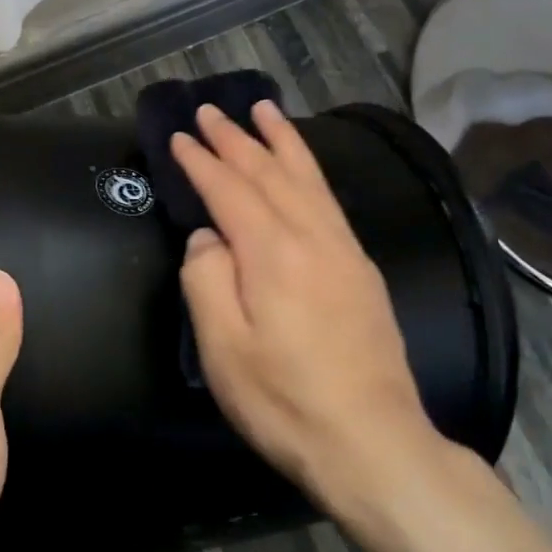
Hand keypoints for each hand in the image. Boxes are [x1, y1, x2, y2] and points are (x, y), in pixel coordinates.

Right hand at [169, 100, 445, 506]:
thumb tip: (207, 238)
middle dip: (236, 138)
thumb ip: (206, 280)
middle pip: (268, 173)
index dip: (201, 161)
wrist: (373, 442)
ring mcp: (343, 249)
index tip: (179, 136)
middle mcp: (311, 237)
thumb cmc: (285, 401)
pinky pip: (329, 199)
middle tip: (211, 110)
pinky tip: (303, 166)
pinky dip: (310, 169)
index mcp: (272, 253)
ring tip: (264, 108)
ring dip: (281, 140)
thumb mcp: (224, 349)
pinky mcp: (361, 267)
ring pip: (307, 177)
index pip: (229, 190)